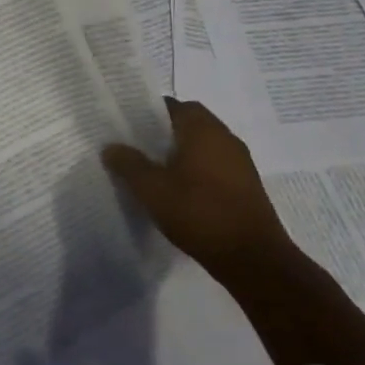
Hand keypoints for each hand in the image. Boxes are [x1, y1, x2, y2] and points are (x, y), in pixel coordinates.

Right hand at [102, 99, 294, 279]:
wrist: (253, 258)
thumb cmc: (199, 213)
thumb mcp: (152, 189)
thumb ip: (129, 164)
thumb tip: (111, 146)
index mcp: (203, 129)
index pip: (172, 105)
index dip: (148, 112)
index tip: (127, 126)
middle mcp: (225, 138)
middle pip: (189, 123)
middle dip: (163, 133)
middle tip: (136, 148)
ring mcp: (240, 162)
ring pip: (203, 145)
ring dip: (181, 152)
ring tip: (154, 170)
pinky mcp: (246, 185)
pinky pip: (215, 165)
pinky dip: (196, 170)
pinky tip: (179, 191)